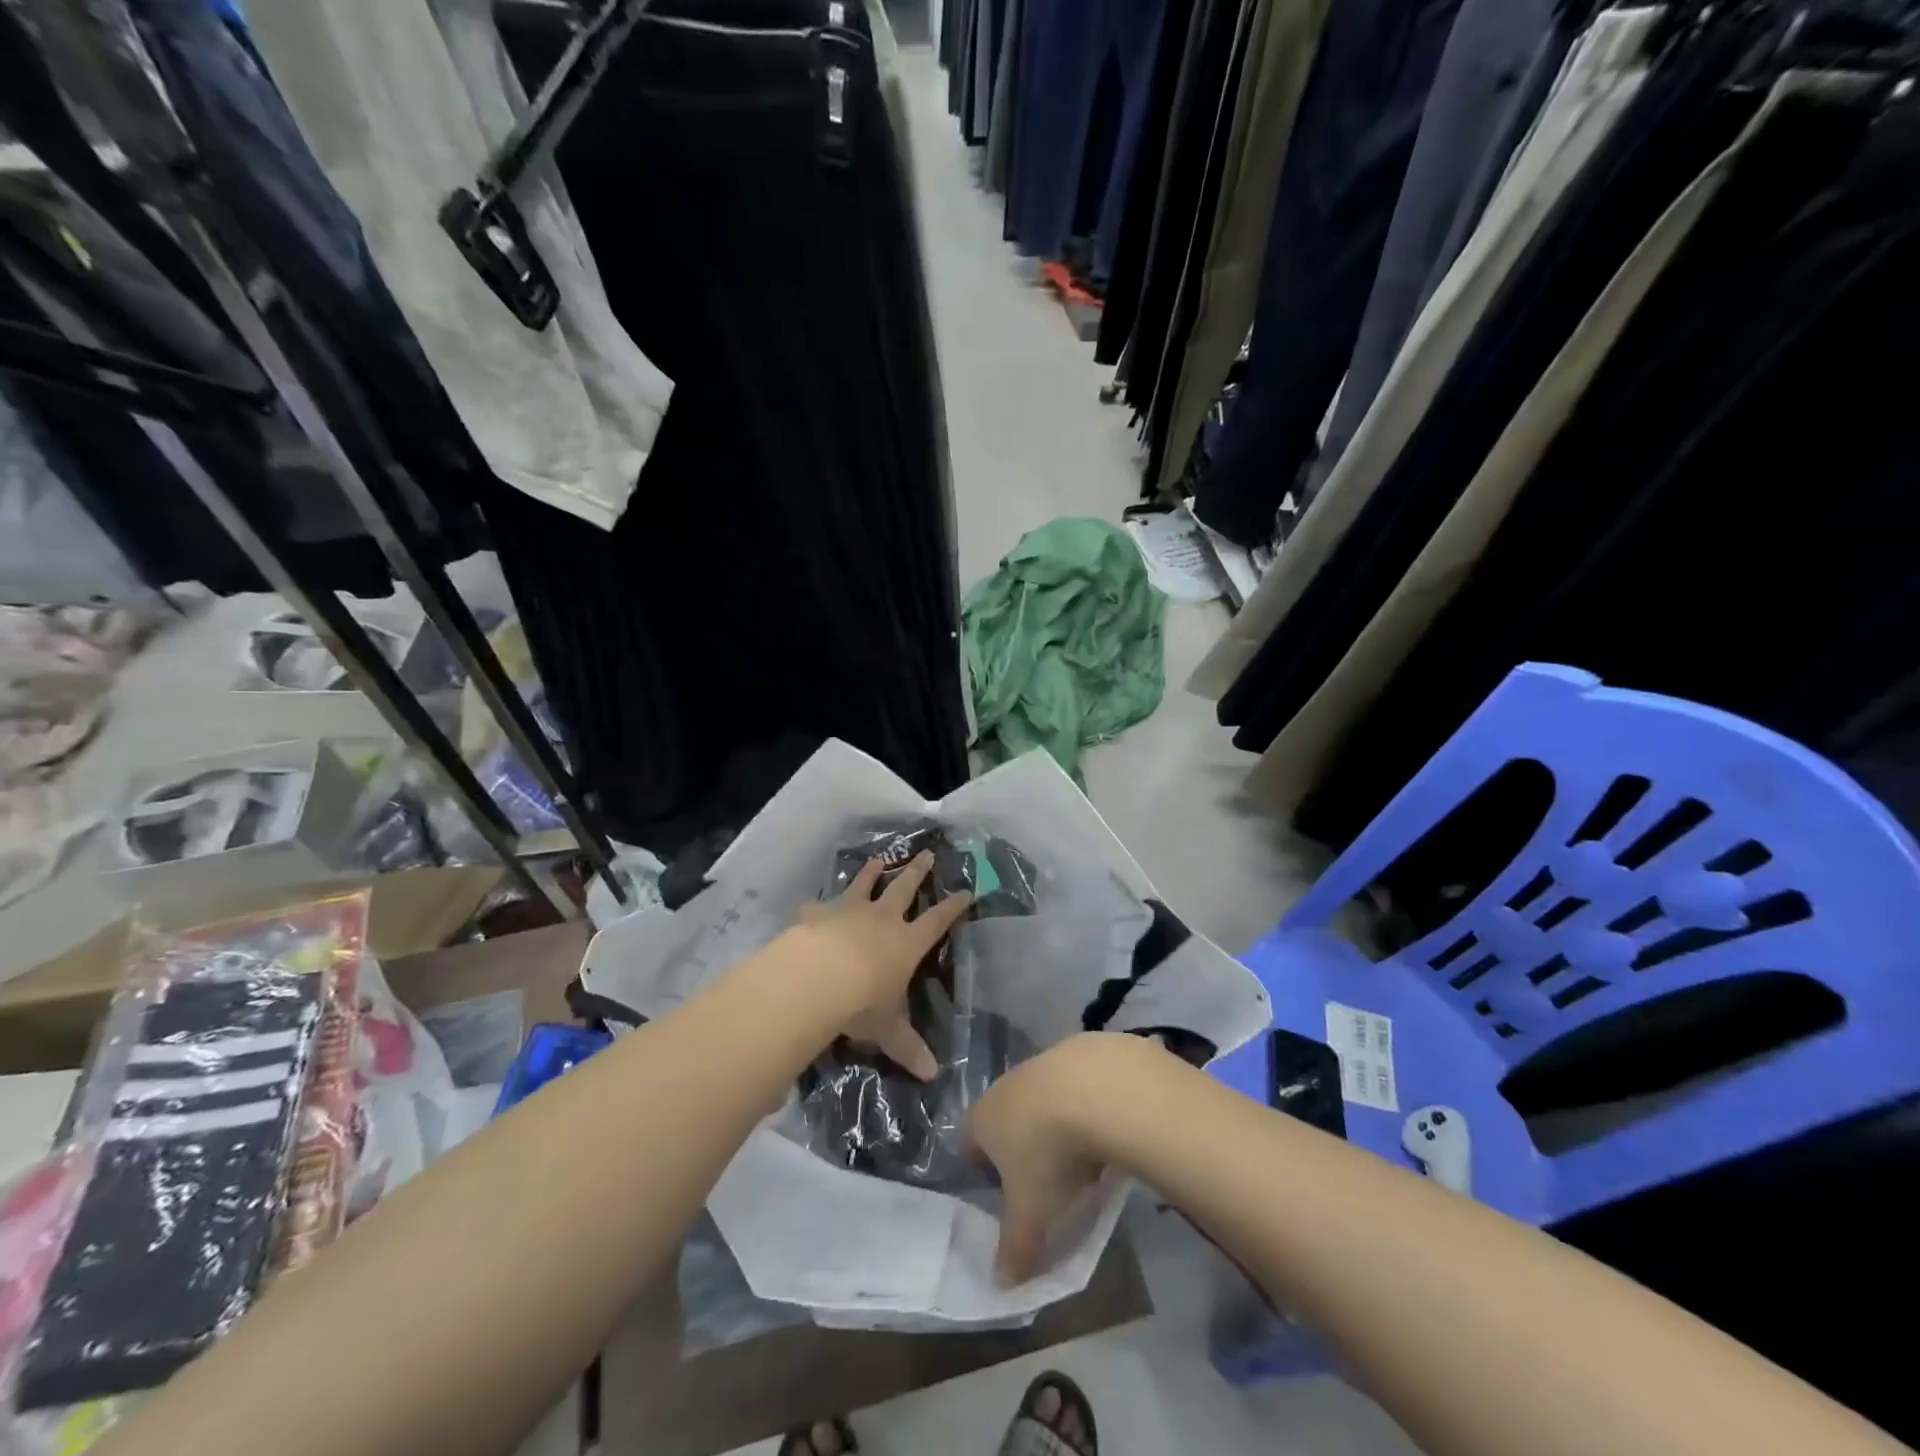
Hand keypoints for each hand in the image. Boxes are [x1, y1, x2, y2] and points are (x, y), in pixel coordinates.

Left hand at [793, 852, 971, 1080]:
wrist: (815, 977)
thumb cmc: (861, 1003)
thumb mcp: (887, 1029)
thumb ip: (907, 1047)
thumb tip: (933, 1075)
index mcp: (906, 943)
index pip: (937, 921)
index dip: (953, 907)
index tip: (966, 890)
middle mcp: (882, 919)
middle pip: (904, 888)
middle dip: (918, 871)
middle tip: (927, 853)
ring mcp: (848, 910)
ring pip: (864, 885)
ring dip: (872, 872)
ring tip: (878, 859)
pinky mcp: (817, 913)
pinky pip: (820, 905)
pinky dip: (819, 904)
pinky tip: (813, 902)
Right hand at [966, 1034, 1143, 1284]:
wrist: (1099, 1088)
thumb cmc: (1050, 1153)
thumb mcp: (1031, 1214)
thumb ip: (1015, 1249)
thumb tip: (1001, 1286)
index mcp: (985, 1117)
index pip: (972, 1140)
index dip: (983, 1166)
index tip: (1004, 1191)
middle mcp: (1008, 1083)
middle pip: (1008, 1115)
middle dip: (1023, 1143)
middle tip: (1046, 1179)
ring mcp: (1046, 1062)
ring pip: (1044, 1096)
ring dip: (1058, 1120)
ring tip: (1084, 1156)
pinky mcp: (1083, 1049)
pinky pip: (1080, 1082)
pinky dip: (1090, 1102)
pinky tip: (1110, 1126)